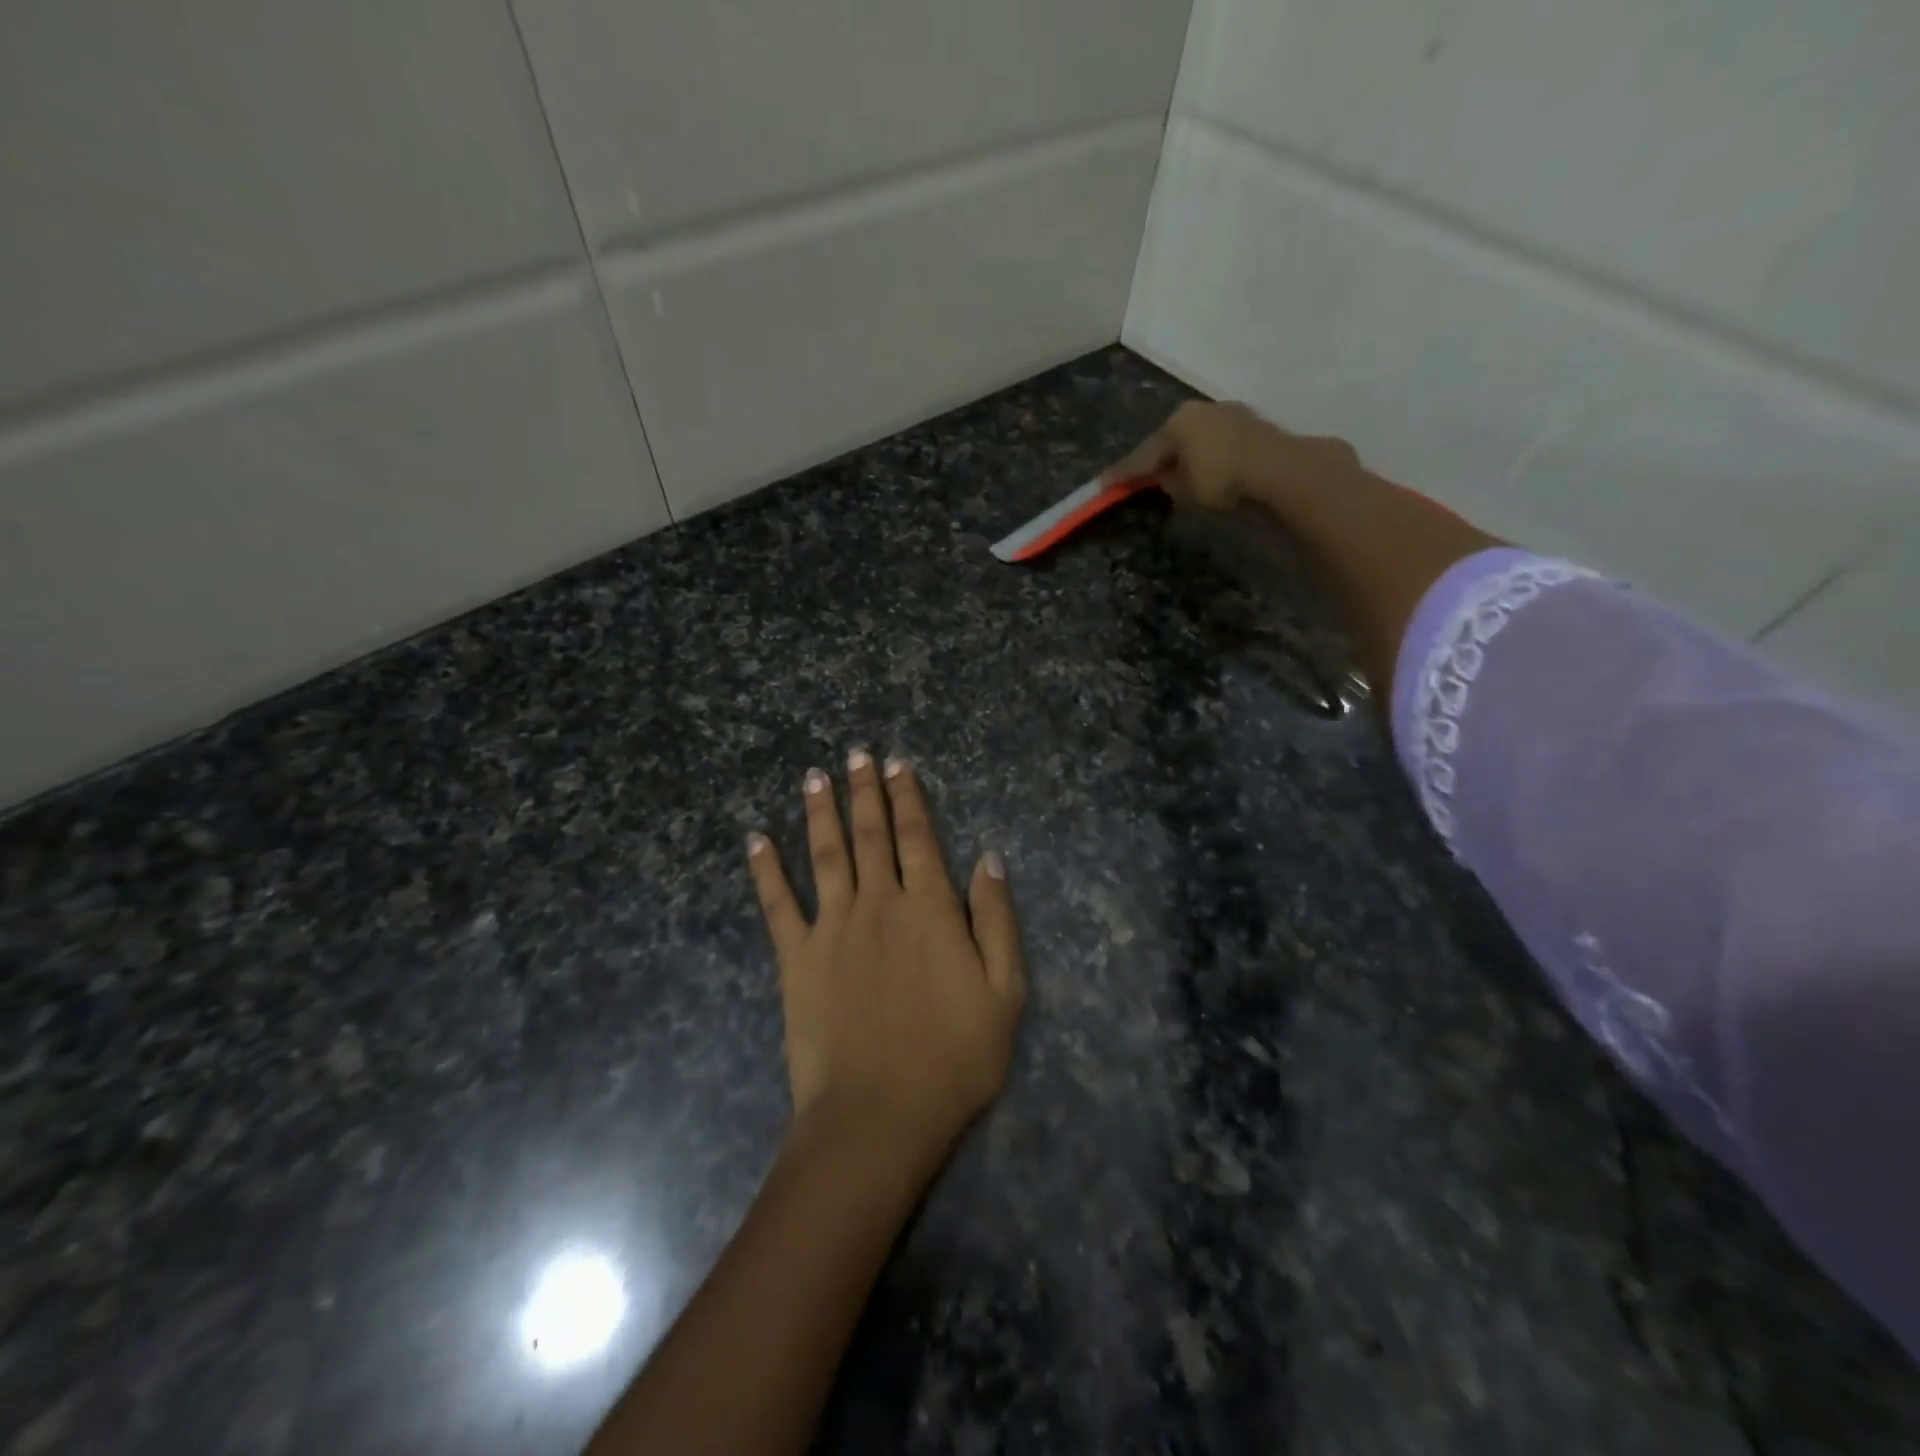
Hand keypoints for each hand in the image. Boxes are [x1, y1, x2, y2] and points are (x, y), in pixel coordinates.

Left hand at [746, 751, 1025, 1157]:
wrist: (879, 1116)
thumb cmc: (953, 1058)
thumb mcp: (1005, 993)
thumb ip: (996, 920)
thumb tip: (989, 858)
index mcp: (929, 908)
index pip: (918, 837)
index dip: (909, 798)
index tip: (898, 765)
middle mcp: (878, 903)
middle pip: (870, 834)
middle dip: (864, 791)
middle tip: (855, 754)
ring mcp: (833, 927)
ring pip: (825, 853)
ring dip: (820, 812)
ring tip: (814, 776)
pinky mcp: (796, 958)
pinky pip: (777, 903)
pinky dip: (765, 869)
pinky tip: (755, 839)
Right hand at [1106, 400, 1361, 511]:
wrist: (1282, 471)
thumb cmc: (1223, 479)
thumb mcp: (1186, 489)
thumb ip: (1170, 483)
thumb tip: (1167, 478)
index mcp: (1177, 421)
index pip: (1143, 454)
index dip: (1122, 473)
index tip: (1101, 485)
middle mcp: (1201, 411)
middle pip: (1170, 441)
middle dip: (1156, 460)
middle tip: (1140, 479)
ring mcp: (1230, 414)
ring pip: (1196, 440)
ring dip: (1185, 458)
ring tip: (1175, 477)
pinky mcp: (1253, 426)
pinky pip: (1218, 444)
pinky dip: (1208, 458)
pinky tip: (1207, 471)